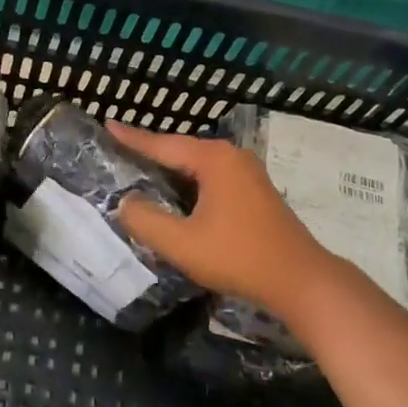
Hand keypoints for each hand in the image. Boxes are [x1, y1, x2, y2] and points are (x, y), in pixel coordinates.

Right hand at [107, 120, 351, 329]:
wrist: (300, 281)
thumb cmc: (238, 257)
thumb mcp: (181, 243)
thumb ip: (146, 221)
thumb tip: (125, 203)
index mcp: (214, 160)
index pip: (163, 144)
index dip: (132, 138)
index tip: (107, 125)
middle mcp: (232, 157)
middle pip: (181, 151)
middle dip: (150, 152)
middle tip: (118, 151)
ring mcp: (248, 173)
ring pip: (198, 166)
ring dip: (170, 170)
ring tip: (139, 170)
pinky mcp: (255, 192)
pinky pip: (212, 178)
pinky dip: (189, 183)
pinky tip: (175, 195)